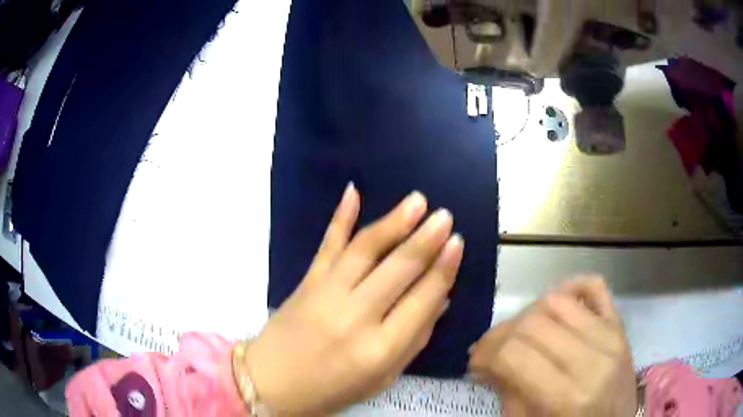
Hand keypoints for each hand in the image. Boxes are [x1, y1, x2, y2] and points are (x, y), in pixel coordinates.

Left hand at [239, 184, 463, 414]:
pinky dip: (340, 217)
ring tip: (417, 201)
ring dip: (394, 222)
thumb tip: (441, 300)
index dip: (443, 269)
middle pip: (398, 269)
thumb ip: (414, 340)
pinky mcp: (306, 282)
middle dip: (426, 239)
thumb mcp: (383, 379)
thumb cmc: (332, 389)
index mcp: (380, 349)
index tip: (457, 243)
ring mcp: (326, 294)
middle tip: (445, 216)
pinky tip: (353, 192)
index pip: (422, 300)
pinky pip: (326, 245)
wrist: (272, 383)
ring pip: (365, 250)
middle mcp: (356, 317)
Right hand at [468, 277, 636, 416]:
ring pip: (557, 300)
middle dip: (502, 333)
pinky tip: (554, 303)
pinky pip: (595, 286)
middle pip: (534, 322)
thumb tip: (487, 362)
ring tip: (519, 333)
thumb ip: (509, 392)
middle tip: (491, 349)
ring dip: (528, 314)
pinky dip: (570, 285)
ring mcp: (611, 335)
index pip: (515, 353)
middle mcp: (592, 359)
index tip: (476, 362)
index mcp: (567, 395)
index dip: (487, 352)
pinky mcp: (620, 324)